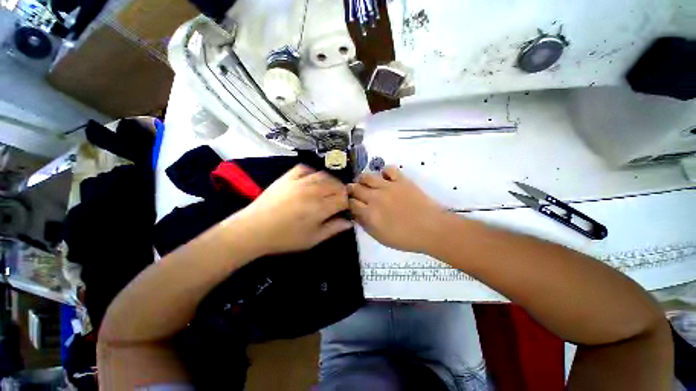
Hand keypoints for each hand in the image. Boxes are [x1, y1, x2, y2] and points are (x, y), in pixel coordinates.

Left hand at [231, 164, 351, 254]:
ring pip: (324, 175)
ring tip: (328, 190)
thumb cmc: (285, 238)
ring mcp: (300, 181)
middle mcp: (313, 191)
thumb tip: (349, 222)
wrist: (254, 229)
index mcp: (320, 208)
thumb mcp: (312, 239)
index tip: (344, 209)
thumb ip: (333, 229)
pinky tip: (312, 180)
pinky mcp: (288, 177)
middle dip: (341, 192)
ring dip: (330, 182)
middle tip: (337, 201)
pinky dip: (312, 172)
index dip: (347, 203)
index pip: (343, 199)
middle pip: (336, 185)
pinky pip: (305, 168)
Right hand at [349, 166, 450, 253]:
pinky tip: (385, 178)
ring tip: (365, 182)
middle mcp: (375, 197)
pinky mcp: (401, 180)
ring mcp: (388, 186)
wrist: (431, 229)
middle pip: (355, 188)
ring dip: (363, 179)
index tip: (350, 203)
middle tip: (354, 191)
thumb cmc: (405, 238)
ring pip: (367, 176)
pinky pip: (388, 169)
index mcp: (369, 213)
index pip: (351, 203)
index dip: (348, 202)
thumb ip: (365, 225)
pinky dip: (384, 172)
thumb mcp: (380, 237)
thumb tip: (356, 214)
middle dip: (351, 189)